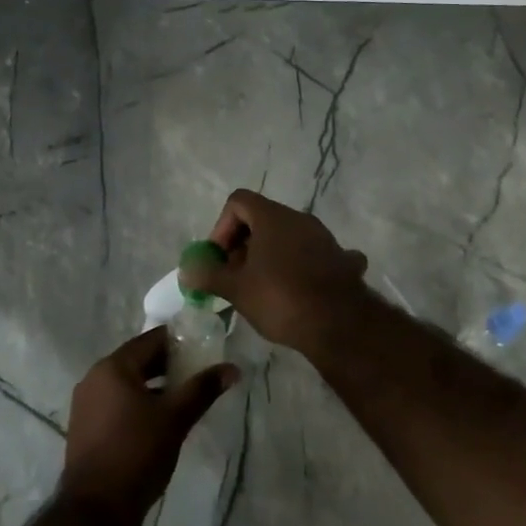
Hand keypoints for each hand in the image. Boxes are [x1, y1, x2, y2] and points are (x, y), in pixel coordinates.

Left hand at [59, 328, 236, 525]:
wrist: (96, 511)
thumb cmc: (137, 453)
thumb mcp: (175, 418)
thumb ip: (202, 389)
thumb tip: (232, 369)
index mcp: (113, 367)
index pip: (151, 340)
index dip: (179, 341)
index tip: (204, 348)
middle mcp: (94, 378)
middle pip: (138, 360)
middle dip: (169, 365)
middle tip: (199, 372)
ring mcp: (87, 404)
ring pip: (128, 383)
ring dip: (155, 386)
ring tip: (185, 396)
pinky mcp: (86, 427)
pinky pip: (117, 402)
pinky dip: (139, 403)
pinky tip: (160, 419)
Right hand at [181, 190, 371, 352]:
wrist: (340, 324)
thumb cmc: (281, 298)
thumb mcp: (236, 289)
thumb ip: (208, 275)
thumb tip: (186, 270)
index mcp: (273, 217)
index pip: (238, 202)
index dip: (222, 227)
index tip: (219, 258)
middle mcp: (299, 219)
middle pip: (262, 219)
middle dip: (243, 246)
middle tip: (234, 278)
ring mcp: (324, 238)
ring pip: (287, 238)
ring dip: (269, 257)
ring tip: (262, 290)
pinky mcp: (340, 260)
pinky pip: (313, 256)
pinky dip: (300, 267)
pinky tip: (299, 290)